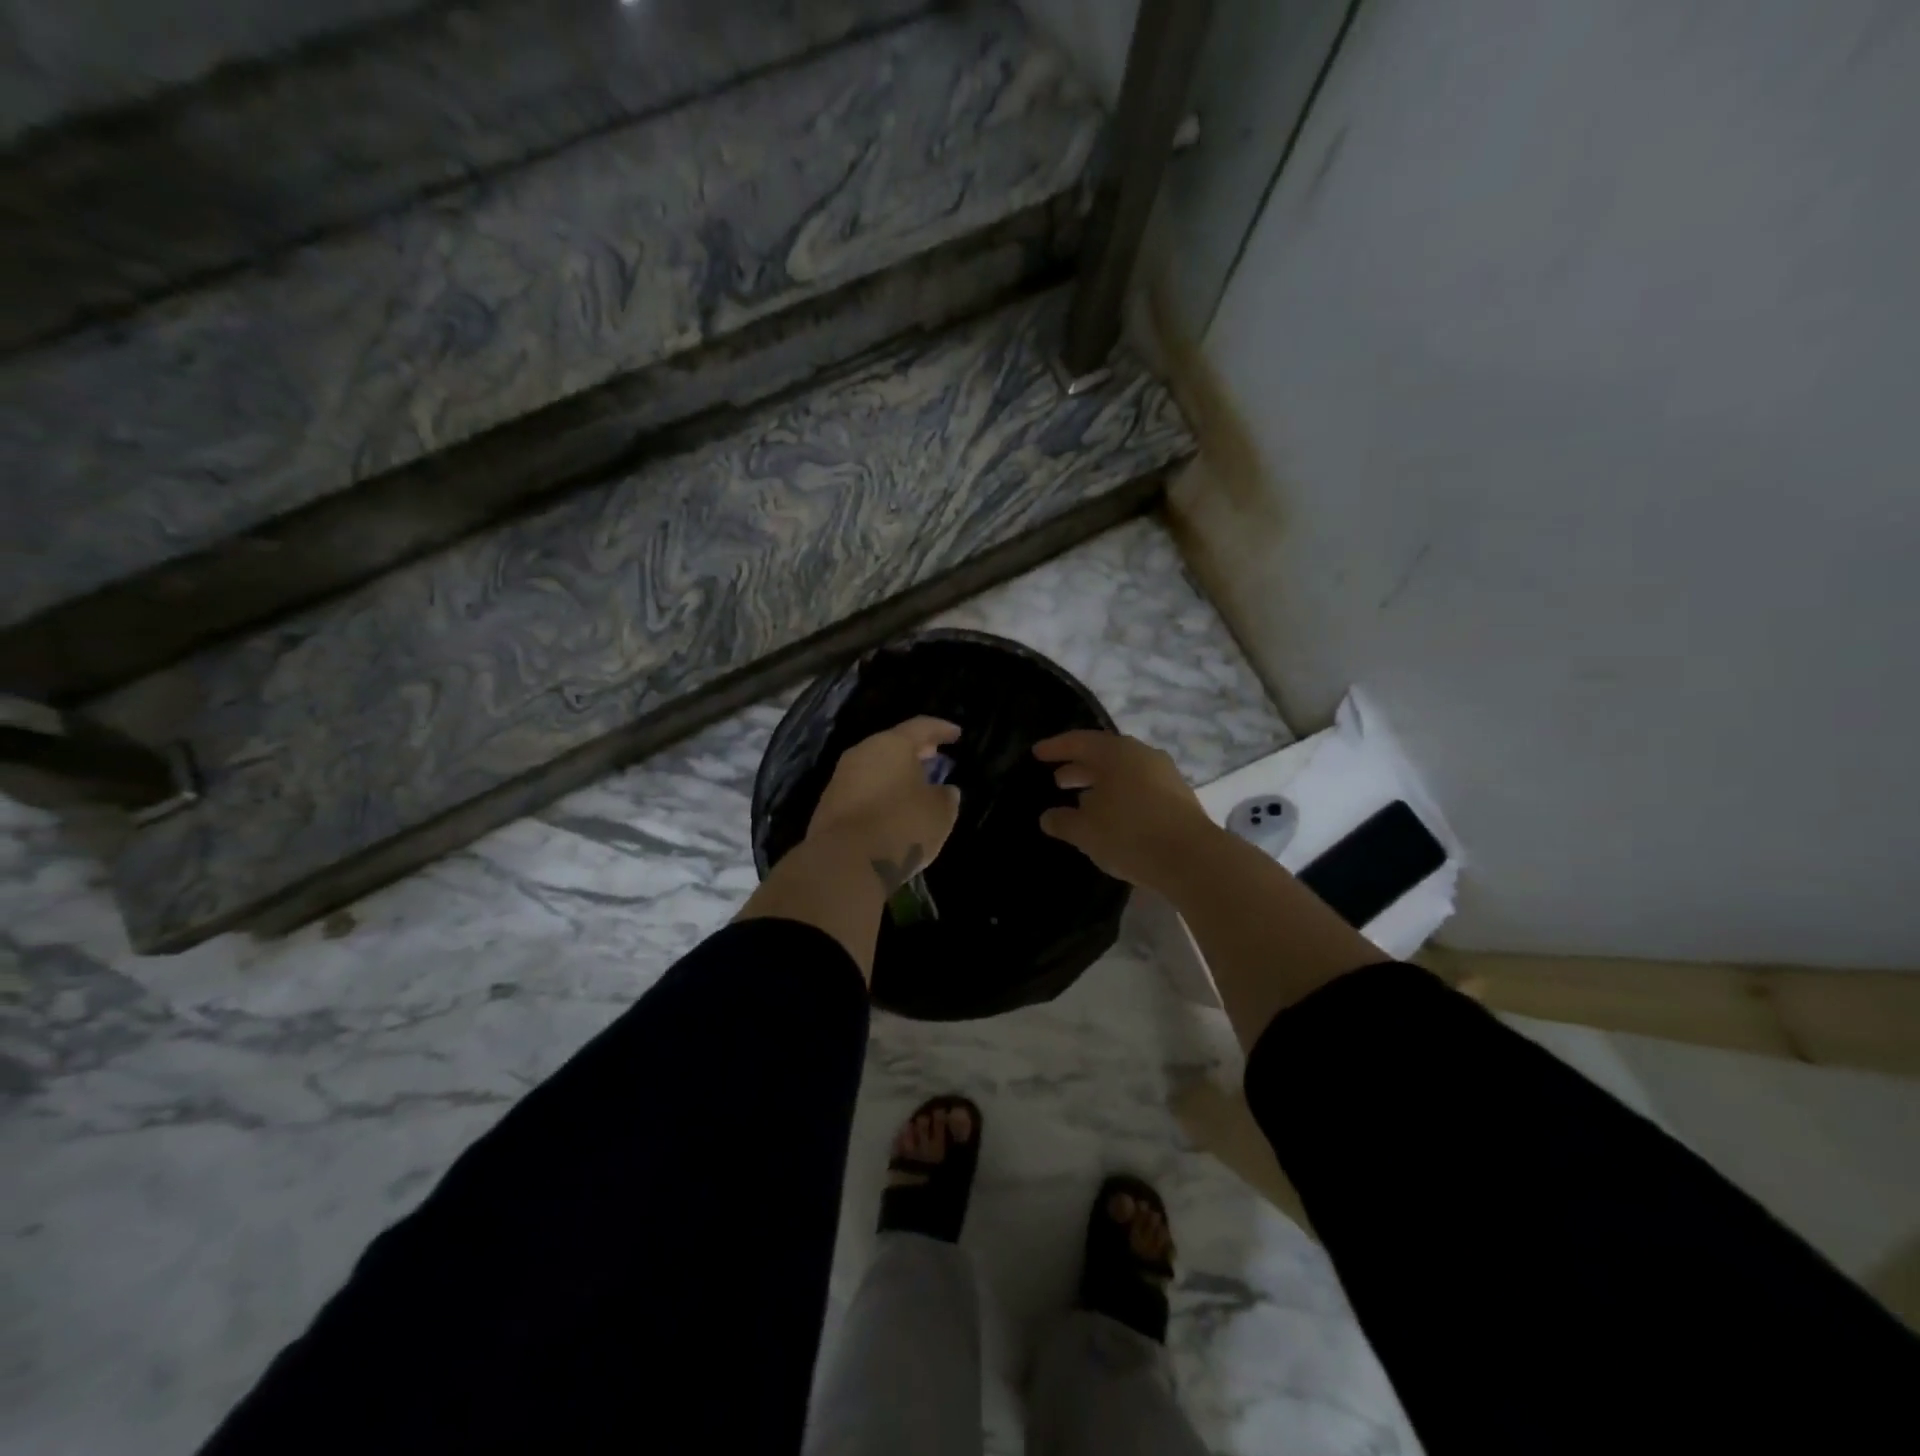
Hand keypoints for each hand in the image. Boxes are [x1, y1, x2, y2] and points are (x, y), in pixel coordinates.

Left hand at [808, 717, 962, 892]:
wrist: (845, 862)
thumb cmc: (901, 826)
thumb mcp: (939, 813)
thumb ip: (945, 797)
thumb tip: (944, 791)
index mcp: (892, 744)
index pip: (921, 727)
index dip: (941, 729)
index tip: (957, 734)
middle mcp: (862, 753)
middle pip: (893, 744)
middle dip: (915, 750)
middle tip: (934, 755)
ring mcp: (841, 778)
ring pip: (874, 766)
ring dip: (895, 772)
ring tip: (914, 784)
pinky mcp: (829, 804)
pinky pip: (862, 789)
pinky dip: (880, 792)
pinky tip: (891, 807)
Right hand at [1033, 730, 1219, 890]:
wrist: (1193, 859)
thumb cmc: (1130, 835)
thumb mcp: (1086, 831)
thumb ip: (1063, 821)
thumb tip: (1048, 816)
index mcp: (1117, 753)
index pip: (1080, 741)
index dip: (1056, 747)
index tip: (1037, 753)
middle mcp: (1143, 756)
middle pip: (1104, 755)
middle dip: (1079, 767)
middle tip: (1057, 780)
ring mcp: (1165, 776)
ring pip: (1124, 773)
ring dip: (1100, 784)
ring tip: (1082, 801)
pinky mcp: (1179, 798)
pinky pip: (1140, 788)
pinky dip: (1120, 796)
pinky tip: (1112, 816)